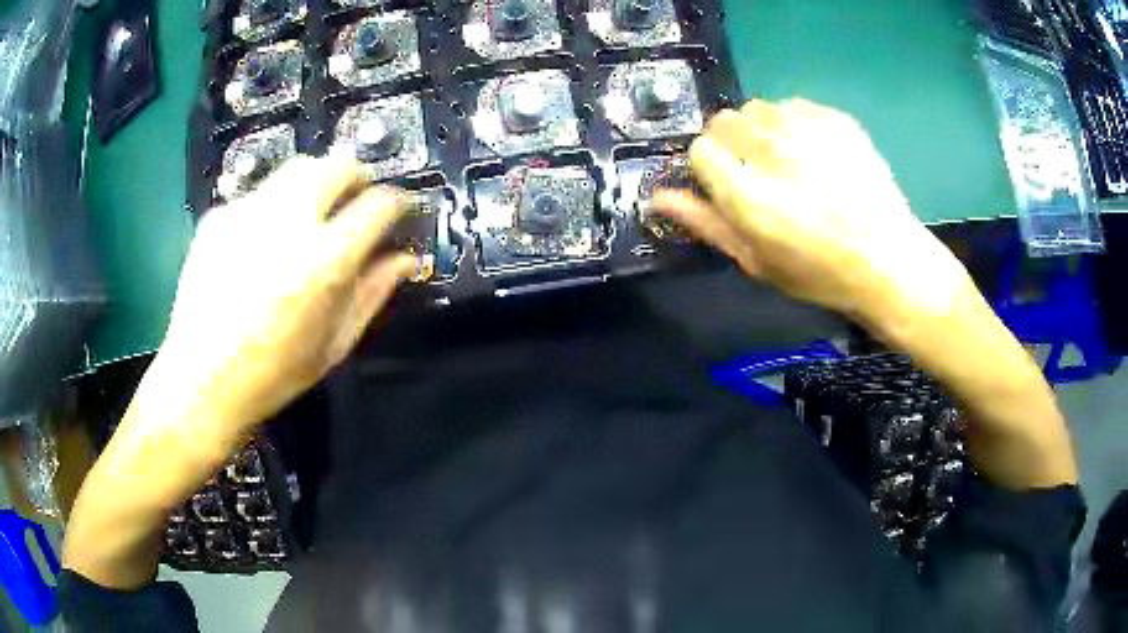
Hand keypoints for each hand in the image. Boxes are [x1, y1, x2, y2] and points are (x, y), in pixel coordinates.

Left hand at [65, 155, 418, 588]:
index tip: (401, 211)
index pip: (379, 204)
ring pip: (298, 167)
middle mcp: (288, 223)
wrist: (201, 381)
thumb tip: (406, 258)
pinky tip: (263, 241)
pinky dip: (273, 207)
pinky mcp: (219, 216)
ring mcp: (247, 213)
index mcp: (324, 261)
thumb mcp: (334, 343)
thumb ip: (374, 292)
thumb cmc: (274, 374)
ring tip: (311, 215)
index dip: (399, 202)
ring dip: (317, 183)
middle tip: (357, 203)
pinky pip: (259, 194)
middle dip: (358, 177)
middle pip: (338, 164)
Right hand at [653, 99, 971, 330]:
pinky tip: (815, 152)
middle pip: (724, 121)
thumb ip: (706, 224)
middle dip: (731, 143)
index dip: (709, 166)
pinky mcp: (835, 119)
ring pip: (758, 109)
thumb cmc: (819, 273)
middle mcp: (772, 152)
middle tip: (757, 171)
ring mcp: (807, 130)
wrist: (888, 260)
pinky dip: (794, 123)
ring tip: (788, 160)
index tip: (725, 183)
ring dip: (761, 130)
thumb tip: (659, 196)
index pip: (700, 150)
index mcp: (748, 195)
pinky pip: (794, 105)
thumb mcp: (756, 261)